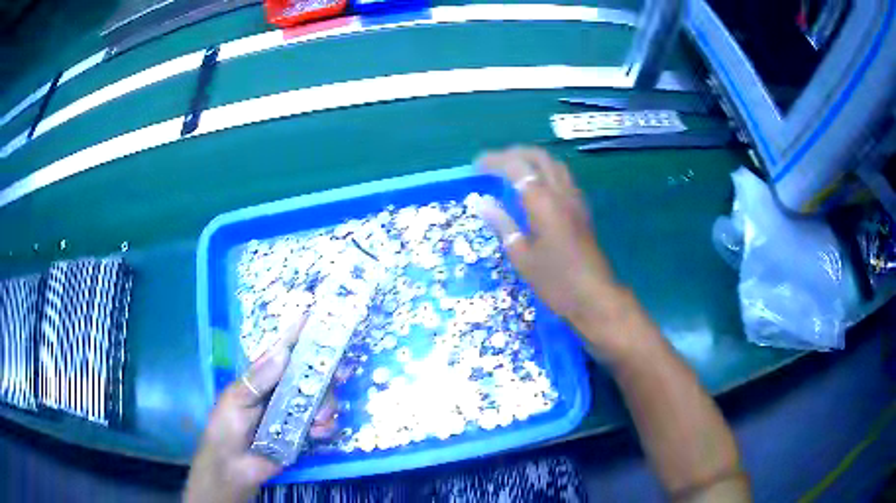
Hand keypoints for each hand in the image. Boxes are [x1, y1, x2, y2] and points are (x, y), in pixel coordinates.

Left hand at [184, 314, 337, 502]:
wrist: (234, 467)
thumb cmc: (227, 427)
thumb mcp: (236, 399)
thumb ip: (258, 378)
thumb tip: (283, 352)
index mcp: (264, 377)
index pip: (283, 351)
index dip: (298, 335)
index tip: (315, 318)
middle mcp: (283, 391)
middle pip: (311, 374)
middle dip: (326, 373)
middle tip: (338, 374)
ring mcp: (296, 413)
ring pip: (323, 399)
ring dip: (327, 405)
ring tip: (318, 419)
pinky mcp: (305, 434)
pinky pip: (326, 425)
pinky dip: (327, 427)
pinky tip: (317, 433)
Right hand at [474, 147, 629, 355]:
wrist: (594, 296)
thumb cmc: (555, 280)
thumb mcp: (521, 256)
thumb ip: (502, 224)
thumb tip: (481, 202)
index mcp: (543, 201)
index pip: (516, 167)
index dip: (495, 161)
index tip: (476, 165)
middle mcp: (561, 192)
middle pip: (539, 157)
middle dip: (514, 153)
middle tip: (494, 163)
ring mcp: (575, 199)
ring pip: (554, 164)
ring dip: (532, 160)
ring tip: (513, 171)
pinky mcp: (582, 209)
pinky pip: (563, 177)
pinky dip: (546, 172)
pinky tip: (537, 188)